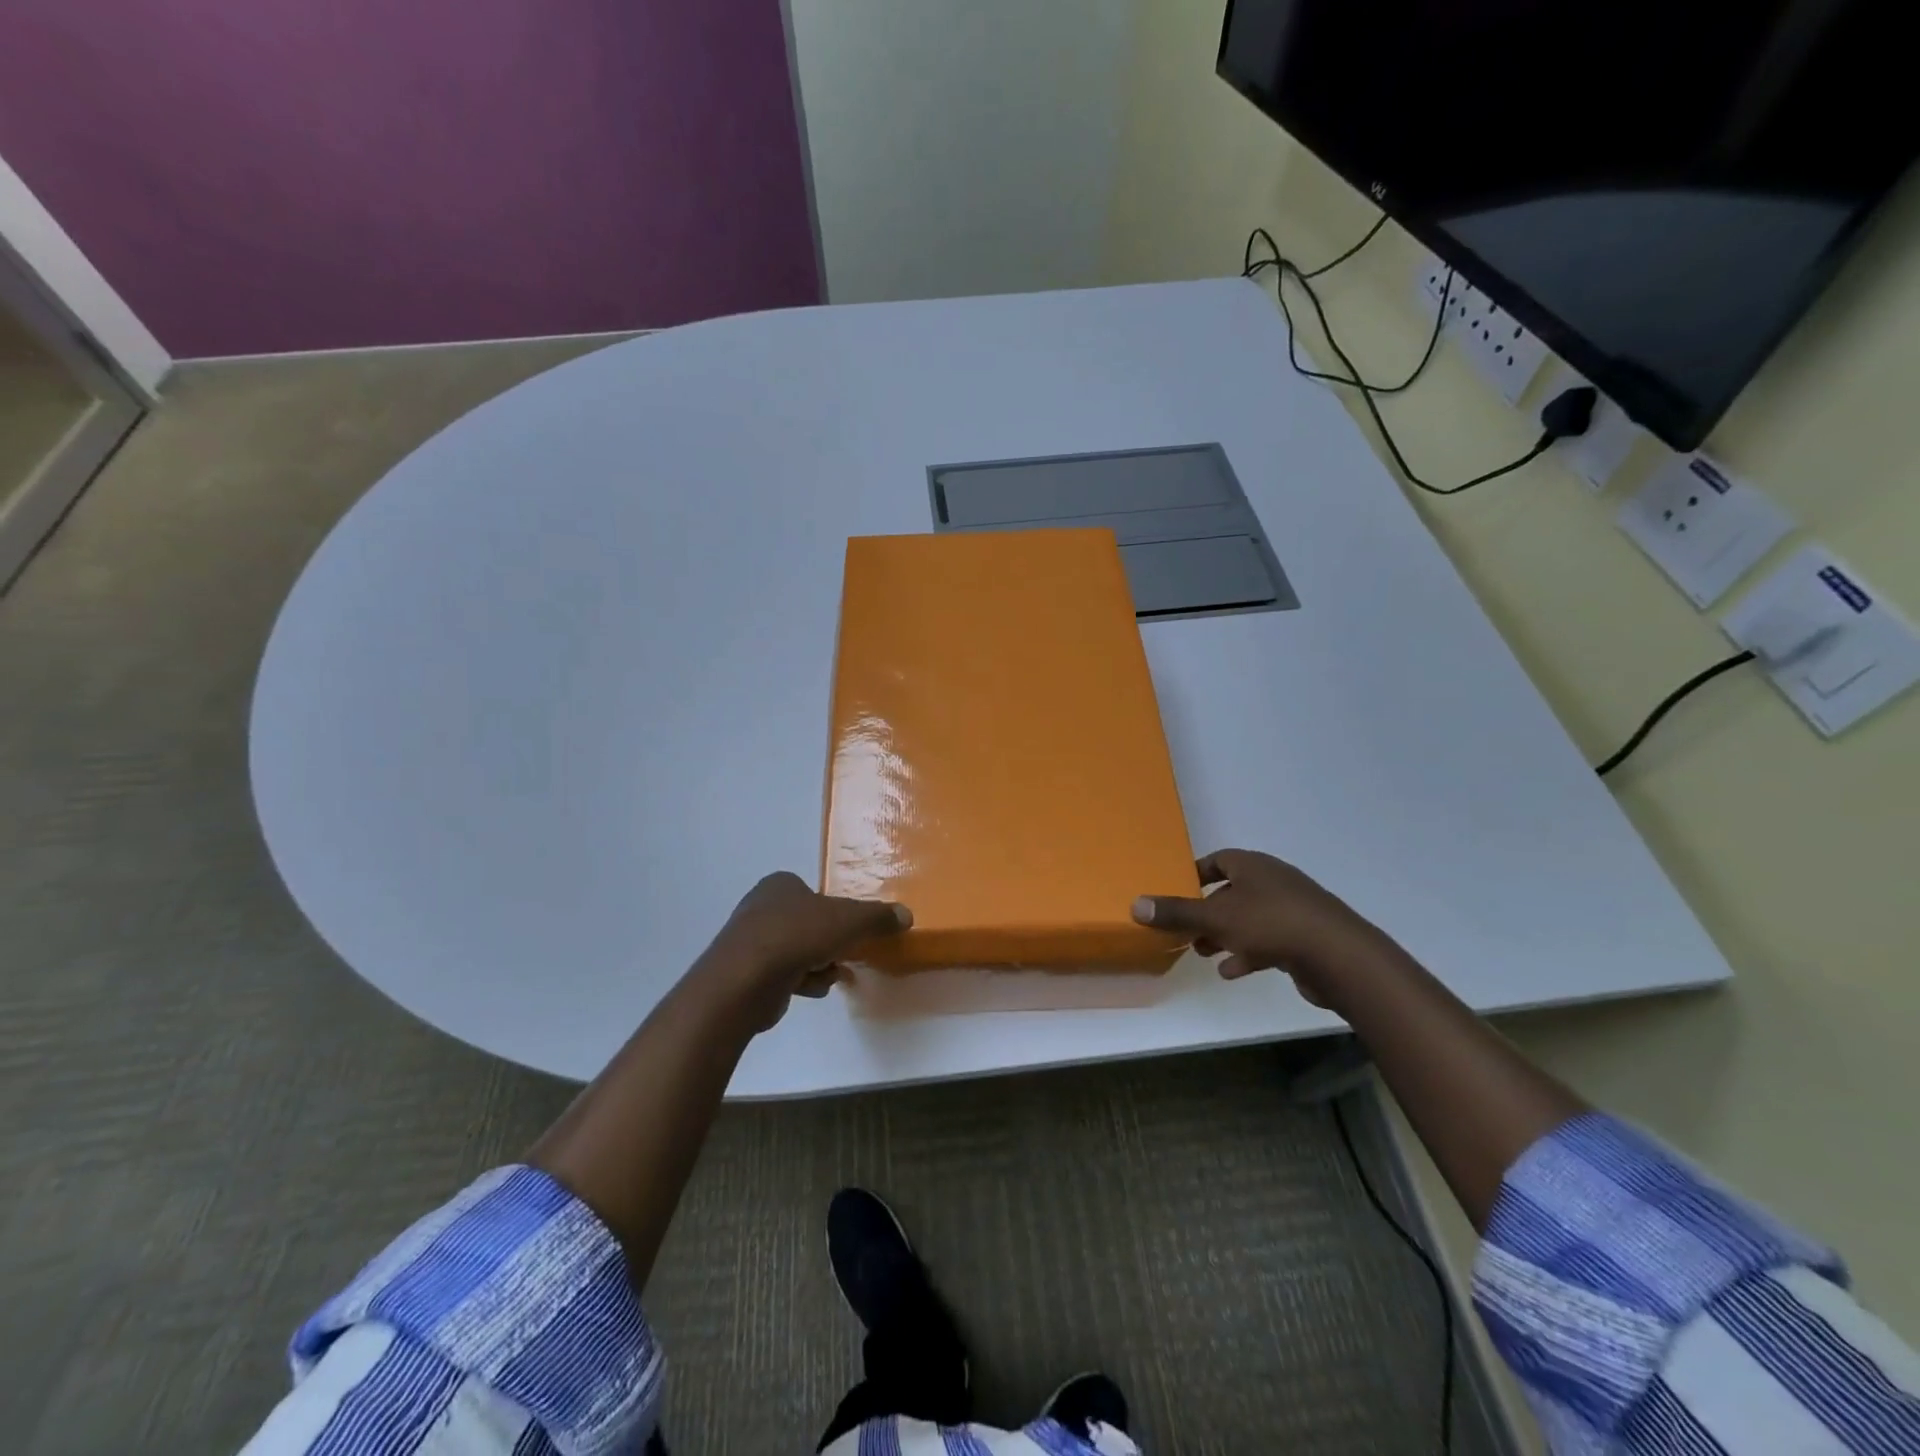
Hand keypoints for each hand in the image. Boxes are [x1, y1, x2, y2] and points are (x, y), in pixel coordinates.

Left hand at [696, 872, 911, 1029]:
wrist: (745, 981)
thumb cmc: (797, 936)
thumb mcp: (848, 921)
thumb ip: (877, 917)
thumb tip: (906, 915)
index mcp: (780, 885)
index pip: (814, 893)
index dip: (835, 912)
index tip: (850, 931)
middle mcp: (761, 907)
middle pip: (808, 924)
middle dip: (828, 943)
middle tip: (844, 954)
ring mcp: (750, 941)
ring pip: (798, 950)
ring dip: (818, 964)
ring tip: (828, 975)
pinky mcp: (746, 973)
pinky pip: (783, 974)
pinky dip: (800, 981)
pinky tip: (809, 989)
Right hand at [1131, 849, 1390, 1007]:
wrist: (1340, 956)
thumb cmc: (1272, 924)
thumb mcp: (1216, 917)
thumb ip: (1176, 913)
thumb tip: (1135, 904)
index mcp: (1253, 866)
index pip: (1217, 860)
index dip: (1194, 875)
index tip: (1175, 893)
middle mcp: (1273, 881)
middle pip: (1231, 891)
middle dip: (1206, 911)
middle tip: (1184, 930)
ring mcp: (1292, 909)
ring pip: (1248, 918)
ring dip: (1224, 935)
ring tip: (1202, 953)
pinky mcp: (1304, 938)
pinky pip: (1268, 940)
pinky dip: (1248, 953)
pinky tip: (1232, 972)